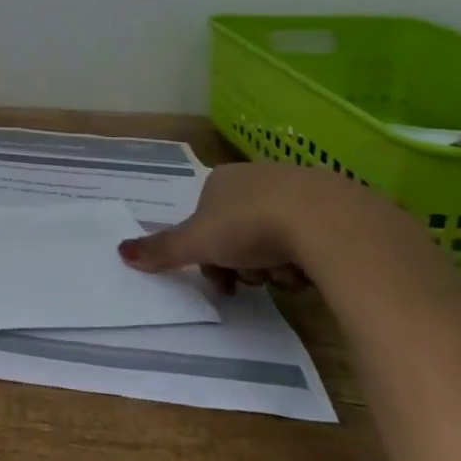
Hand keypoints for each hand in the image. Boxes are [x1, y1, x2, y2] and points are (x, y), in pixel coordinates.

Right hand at [119, 162, 411, 292]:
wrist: (329, 222)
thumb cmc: (251, 226)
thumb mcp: (198, 243)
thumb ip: (162, 250)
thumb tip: (120, 252)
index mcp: (222, 180)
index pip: (205, 220)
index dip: (207, 253)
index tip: (219, 279)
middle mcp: (258, 177)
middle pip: (240, 232)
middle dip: (242, 263)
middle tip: (251, 283)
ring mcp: (301, 189)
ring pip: (276, 239)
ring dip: (275, 266)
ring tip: (286, 278)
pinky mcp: (339, 207)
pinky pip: (313, 240)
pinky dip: (308, 260)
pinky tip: (313, 272)